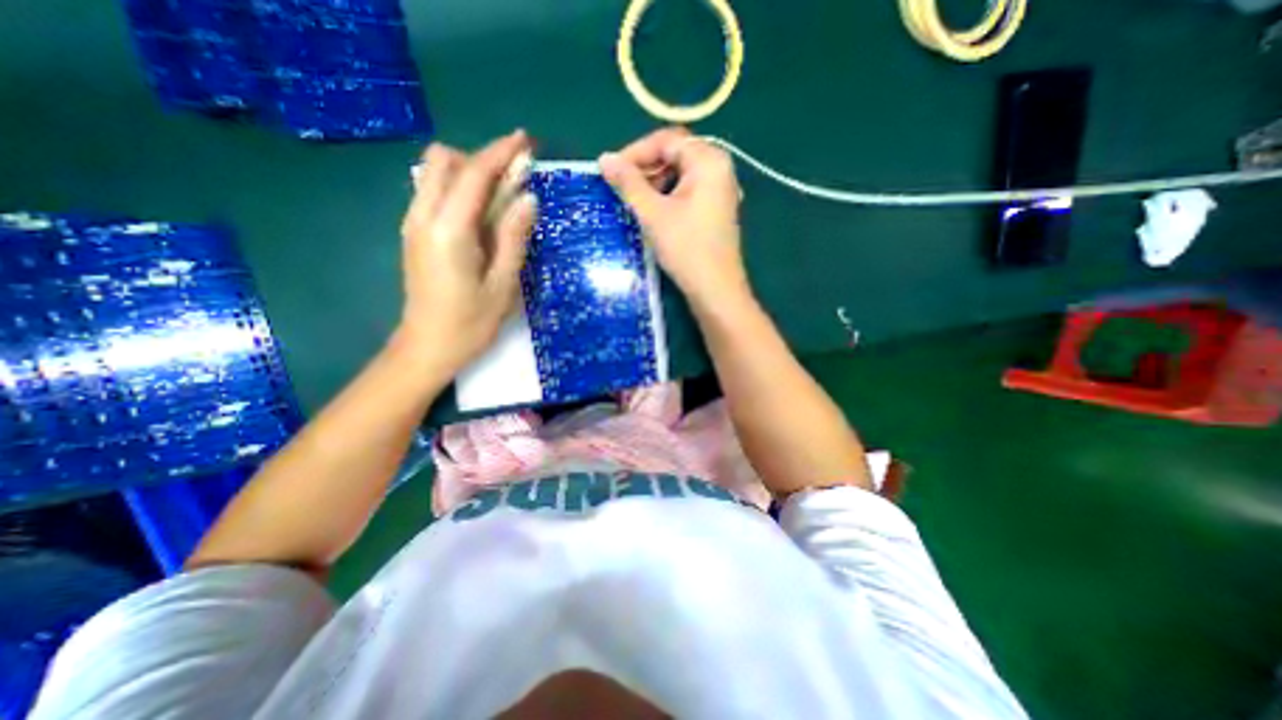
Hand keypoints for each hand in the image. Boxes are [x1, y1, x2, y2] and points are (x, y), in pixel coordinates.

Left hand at [397, 131, 537, 374]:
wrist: (427, 348)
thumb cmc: (471, 323)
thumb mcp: (503, 283)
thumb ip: (513, 236)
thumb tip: (528, 199)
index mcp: (449, 230)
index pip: (474, 174)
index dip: (501, 153)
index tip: (525, 142)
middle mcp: (423, 216)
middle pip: (444, 161)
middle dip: (481, 159)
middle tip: (515, 178)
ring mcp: (413, 224)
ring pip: (435, 174)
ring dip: (469, 173)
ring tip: (502, 196)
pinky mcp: (414, 233)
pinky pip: (434, 193)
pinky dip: (459, 190)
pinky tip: (482, 214)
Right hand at [599, 128, 753, 307]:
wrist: (715, 290)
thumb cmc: (686, 249)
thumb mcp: (653, 213)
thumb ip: (628, 183)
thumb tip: (604, 159)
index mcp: (708, 161)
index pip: (667, 140)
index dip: (635, 152)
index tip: (612, 171)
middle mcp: (719, 168)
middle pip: (676, 154)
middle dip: (646, 168)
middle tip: (622, 188)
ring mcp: (721, 190)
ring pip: (681, 174)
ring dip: (655, 183)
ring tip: (636, 202)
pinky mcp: (717, 209)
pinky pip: (689, 191)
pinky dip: (669, 196)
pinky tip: (655, 213)